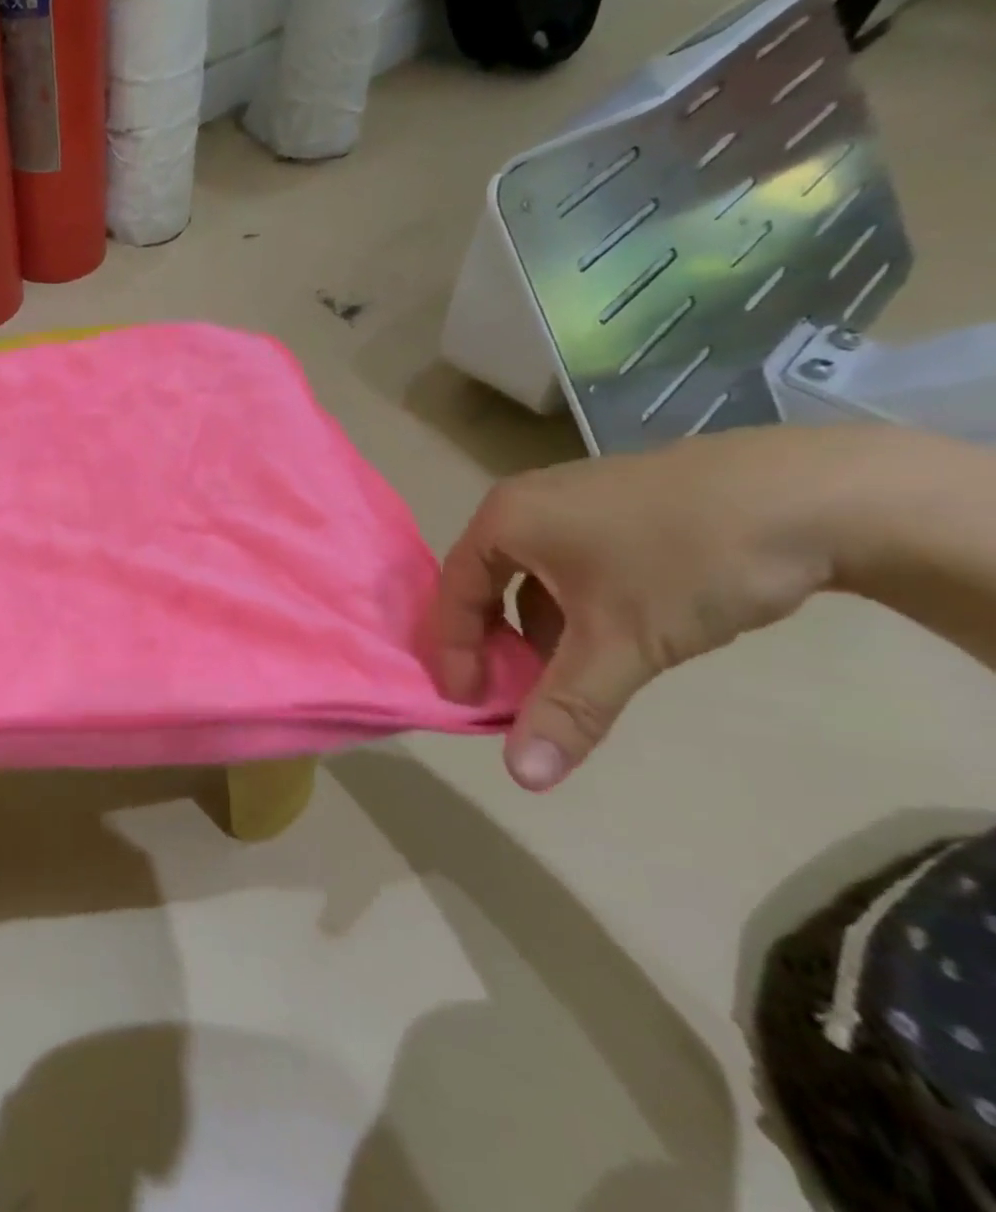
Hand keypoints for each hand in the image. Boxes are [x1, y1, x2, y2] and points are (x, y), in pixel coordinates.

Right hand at [430, 427, 867, 790]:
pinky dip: (574, 604)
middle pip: (486, 581)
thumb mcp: (623, 643)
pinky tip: (613, 635)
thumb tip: (523, 779)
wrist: (820, 494)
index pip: (455, 592)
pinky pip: (570, 561)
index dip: (455, 651)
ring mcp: (575, 497)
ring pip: (531, 573)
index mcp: (504, 520)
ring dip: (537, 628)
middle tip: (509, 691)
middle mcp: (527, 502)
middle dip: (495, 641)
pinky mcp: (620, 503)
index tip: (468, 702)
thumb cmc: (688, 562)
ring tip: (565, 673)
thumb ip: (568, 708)